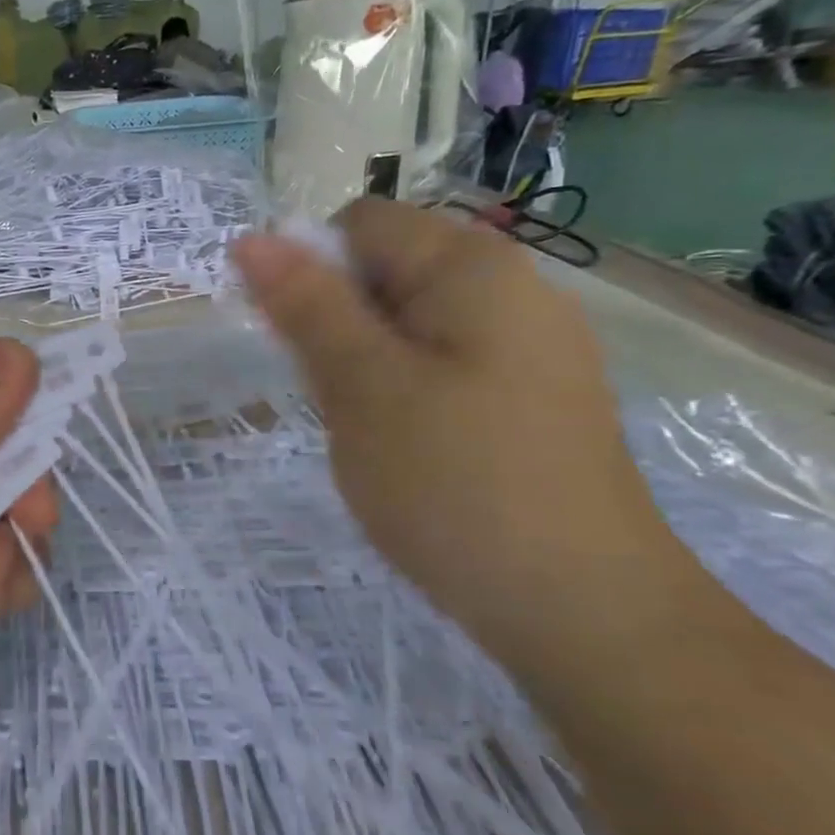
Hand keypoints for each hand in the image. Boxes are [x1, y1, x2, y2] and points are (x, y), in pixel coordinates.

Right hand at [231, 200, 687, 667]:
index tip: (298, 345)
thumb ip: (306, 305)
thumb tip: (252, 239)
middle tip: (339, 399)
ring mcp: (528, 347)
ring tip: (372, 432)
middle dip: (339, 324)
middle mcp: (511, 289)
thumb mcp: (361, 386)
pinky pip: (442, 367)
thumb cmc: (455, 482)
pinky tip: (410, 451)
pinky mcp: (532, 398)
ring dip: (366, 365)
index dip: (310, 271)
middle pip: (386, 272)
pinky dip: (404, 393)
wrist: (582, 610)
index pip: (359, 224)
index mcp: (472, 267)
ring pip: (408, 326)